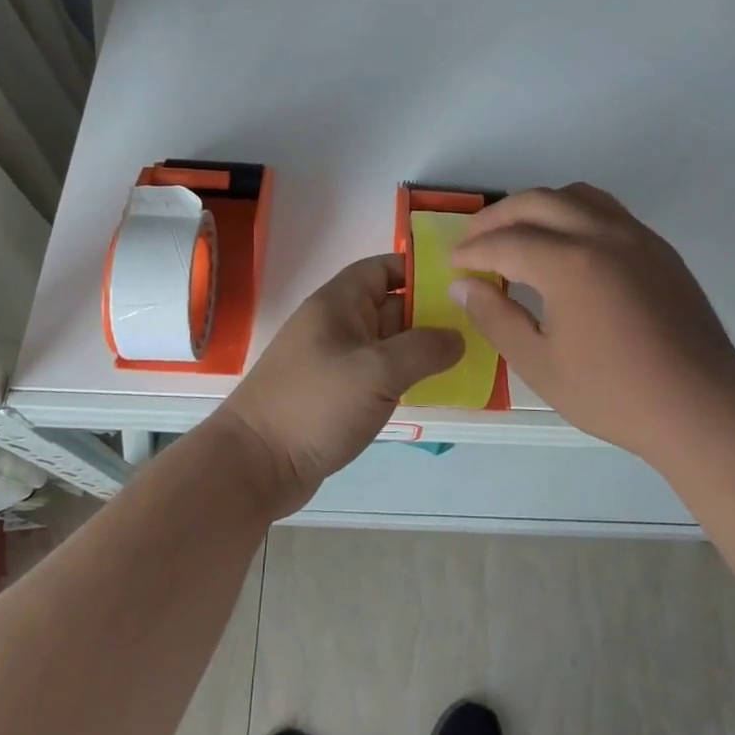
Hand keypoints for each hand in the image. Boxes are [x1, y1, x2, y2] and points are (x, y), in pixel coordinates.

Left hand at [220, 254, 462, 515]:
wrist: (255, 465)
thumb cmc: (315, 404)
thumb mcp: (377, 371)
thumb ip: (423, 349)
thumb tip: (458, 337)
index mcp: (338, 303)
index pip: (382, 268)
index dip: (418, 270)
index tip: (460, 283)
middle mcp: (336, 325)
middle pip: (390, 305)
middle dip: (430, 312)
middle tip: (478, 324)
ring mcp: (335, 361)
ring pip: (386, 343)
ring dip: (421, 349)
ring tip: (467, 356)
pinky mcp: (335, 394)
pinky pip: (378, 374)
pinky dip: (404, 377)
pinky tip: (435, 389)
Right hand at [449, 184, 734, 462]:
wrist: (702, 408)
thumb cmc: (614, 394)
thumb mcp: (540, 365)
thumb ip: (495, 318)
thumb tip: (462, 286)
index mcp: (569, 263)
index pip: (505, 242)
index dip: (472, 251)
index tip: (453, 264)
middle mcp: (601, 234)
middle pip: (536, 202)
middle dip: (496, 218)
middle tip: (473, 242)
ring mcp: (635, 236)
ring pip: (574, 195)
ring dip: (537, 206)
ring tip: (517, 233)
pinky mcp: (658, 247)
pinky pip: (606, 210)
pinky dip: (573, 213)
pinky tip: (567, 245)